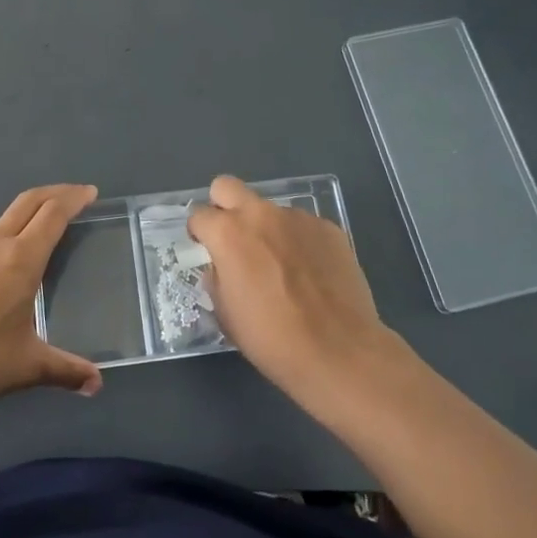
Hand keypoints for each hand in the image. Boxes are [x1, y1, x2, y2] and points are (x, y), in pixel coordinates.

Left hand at [0, 184, 103, 419]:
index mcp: (20, 259)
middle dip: (54, 194)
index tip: (90, 193)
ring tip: (39, 237)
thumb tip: (96, 384)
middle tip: (74, 197)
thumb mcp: (25, 367)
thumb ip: (64, 370)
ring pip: (0, 223)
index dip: (73, 198)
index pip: (53, 213)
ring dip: (25, 218)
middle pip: (27, 202)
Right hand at [187, 175, 394, 402]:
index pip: (199, 215)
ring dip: (267, 229)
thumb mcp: (226, 314)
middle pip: (227, 186)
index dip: (199, 233)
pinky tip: (310, 273)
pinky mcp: (328, 228)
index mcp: (228, 233)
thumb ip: (217, 279)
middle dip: (223, 207)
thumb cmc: (272, 338)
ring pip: (270, 210)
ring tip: (282, 267)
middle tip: (233, 240)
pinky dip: (299, 242)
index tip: (206, 251)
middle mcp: (260, 214)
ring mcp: (298, 217)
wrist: (338, 351)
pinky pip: (302, 226)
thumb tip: (222, 267)